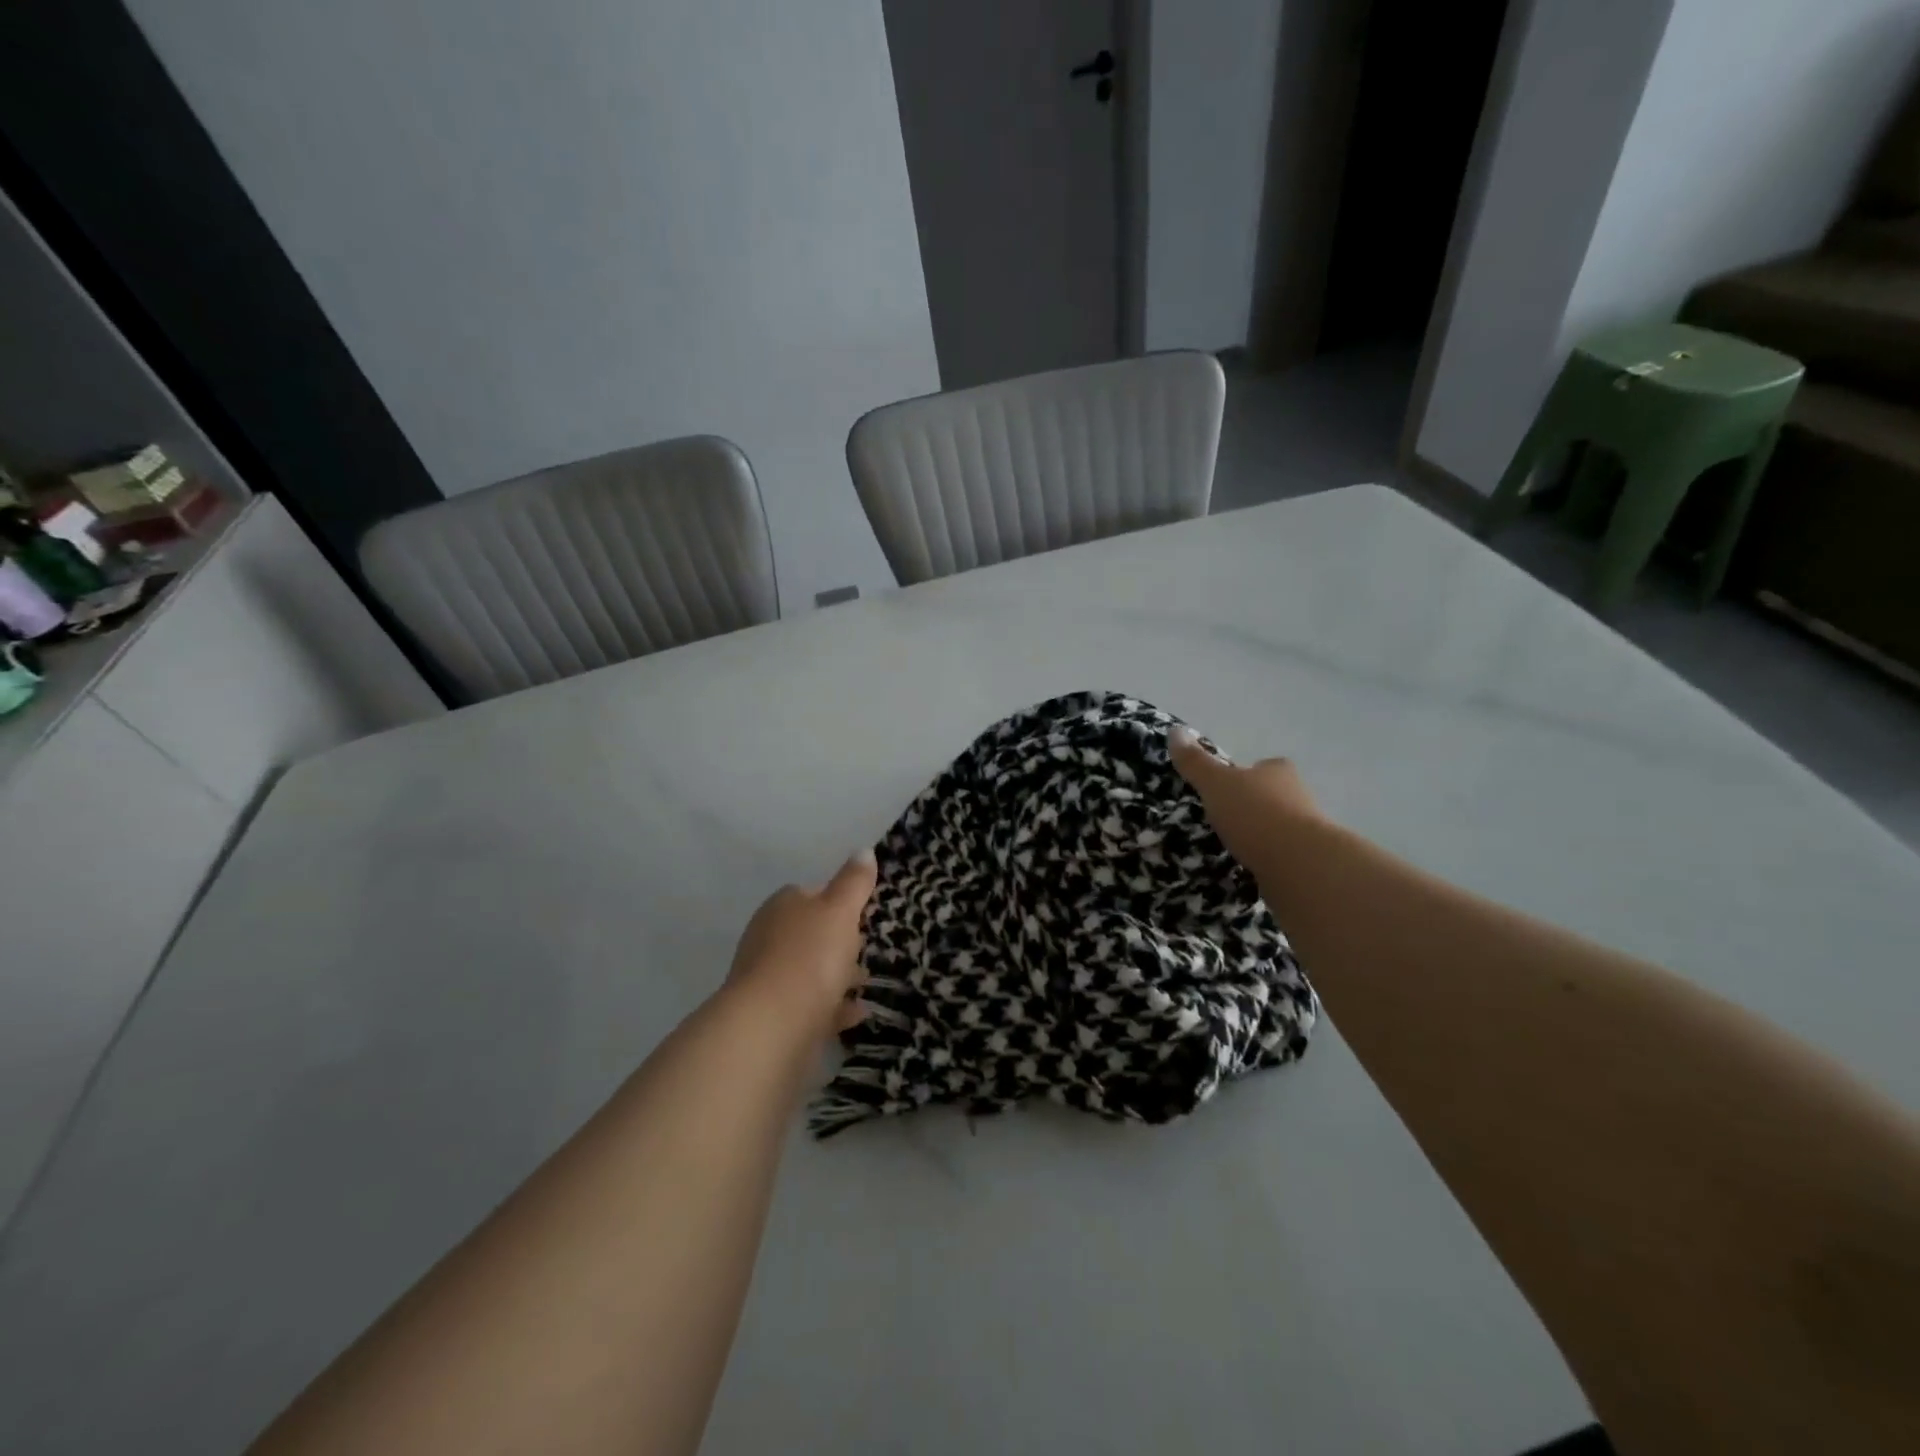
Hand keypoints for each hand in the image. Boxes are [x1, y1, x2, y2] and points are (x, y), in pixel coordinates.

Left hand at [727, 850, 877, 1034]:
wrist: (771, 1026)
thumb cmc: (809, 956)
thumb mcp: (840, 910)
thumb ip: (853, 882)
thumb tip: (864, 850)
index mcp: (782, 906)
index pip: (811, 893)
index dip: (838, 900)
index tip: (863, 912)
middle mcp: (769, 938)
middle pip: (809, 933)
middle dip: (838, 940)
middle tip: (869, 947)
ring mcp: (769, 979)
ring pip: (810, 970)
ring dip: (837, 975)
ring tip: (868, 982)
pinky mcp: (775, 1017)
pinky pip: (811, 1006)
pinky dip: (833, 1007)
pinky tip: (857, 1013)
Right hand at [1169, 725, 1322, 876]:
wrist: (1299, 864)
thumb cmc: (1255, 814)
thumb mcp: (1216, 784)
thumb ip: (1195, 762)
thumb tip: (1174, 730)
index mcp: (1278, 771)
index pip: (1263, 766)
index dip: (1244, 775)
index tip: (1224, 789)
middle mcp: (1298, 795)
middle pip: (1272, 795)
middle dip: (1251, 805)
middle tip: (1223, 818)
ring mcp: (1307, 830)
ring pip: (1278, 826)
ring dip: (1259, 834)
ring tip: (1232, 846)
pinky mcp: (1307, 861)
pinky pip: (1281, 855)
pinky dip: (1266, 858)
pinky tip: (1248, 866)